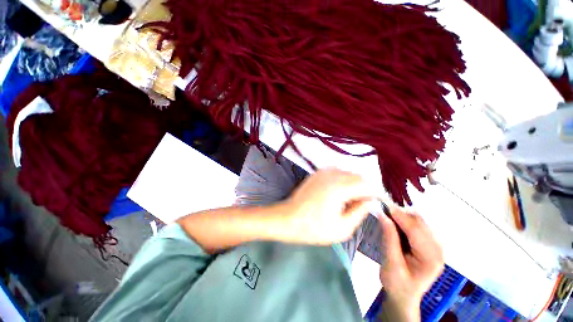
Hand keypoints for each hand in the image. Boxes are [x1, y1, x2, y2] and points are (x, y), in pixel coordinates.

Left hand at [278, 168, 374, 244]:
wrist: (288, 218)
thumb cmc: (314, 228)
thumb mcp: (342, 228)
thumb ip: (360, 212)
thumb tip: (371, 201)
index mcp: (340, 187)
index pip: (367, 184)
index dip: (375, 194)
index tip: (374, 204)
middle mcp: (333, 174)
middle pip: (358, 177)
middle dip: (364, 189)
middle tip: (359, 205)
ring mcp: (323, 171)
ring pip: (348, 173)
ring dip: (353, 184)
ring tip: (346, 201)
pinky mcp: (317, 173)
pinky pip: (337, 173)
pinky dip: (342, 181)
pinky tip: (336, 194)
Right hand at [378, 207, 443, 320]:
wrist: (403, 296)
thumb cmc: (396, 284)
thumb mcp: (390, 263)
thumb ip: (389, 238)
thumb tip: (383, 215)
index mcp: (431, 258)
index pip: (415, 230)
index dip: (399, 216)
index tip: (383, 206)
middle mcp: (438, 250)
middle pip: (420, 223)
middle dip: (401, 215)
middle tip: (383, 212)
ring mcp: (435, 246)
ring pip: (419, 222)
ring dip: (403, 217)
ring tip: (387, 219)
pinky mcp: (429, 244)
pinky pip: (417, 226)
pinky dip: (405, 222)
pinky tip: (395, 225)